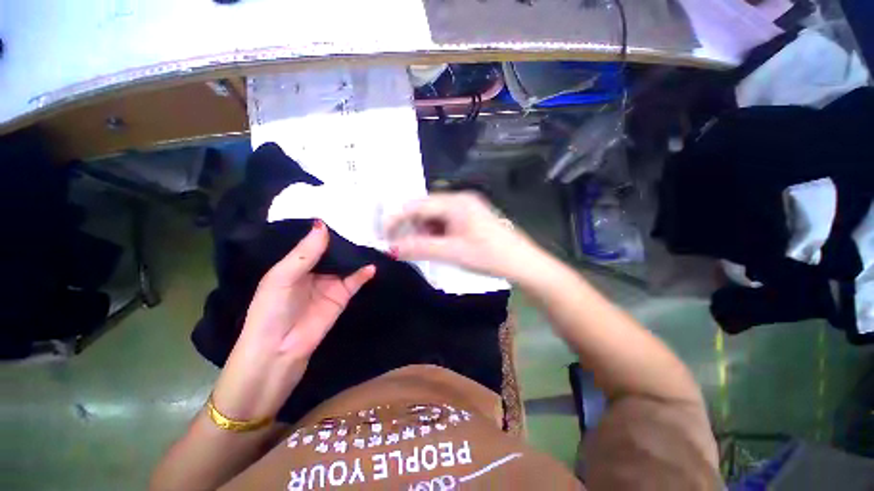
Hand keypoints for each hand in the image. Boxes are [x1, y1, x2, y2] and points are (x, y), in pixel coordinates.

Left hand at [211, 221, 374, 419]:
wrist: (278, 351)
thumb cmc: (271, 310)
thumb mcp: (282, 277)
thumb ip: (304, 253)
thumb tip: (323, 225)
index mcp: (295, 263)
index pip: (314, 240)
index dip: (326, 227)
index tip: (342, 211)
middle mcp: (314, 270)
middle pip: (334, 251)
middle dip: (347, 239)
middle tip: (364, 221)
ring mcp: (330, 283)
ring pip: (347, 264)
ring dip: (358, 254)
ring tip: (374, 238)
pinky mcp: (342, 296)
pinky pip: (355, 281)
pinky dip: (364, 273)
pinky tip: (372, 265)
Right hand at [385, 192, 540, 280]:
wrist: (522, 263)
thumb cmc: (489, 256)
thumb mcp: (452, 252)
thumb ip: (420, 248)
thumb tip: (391, 249)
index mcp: (455, 202)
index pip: (417, 205)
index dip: (397, 218)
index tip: (383, 233)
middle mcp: (460, 199)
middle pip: (425, 208)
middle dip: (409, 224)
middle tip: (397, 242)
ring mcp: (467, 208)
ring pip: (435, 215)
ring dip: (422, 229)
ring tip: (415, 246)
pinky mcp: (471, 218)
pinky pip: (445, 221)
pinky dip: (435, 232)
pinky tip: (434, 243)